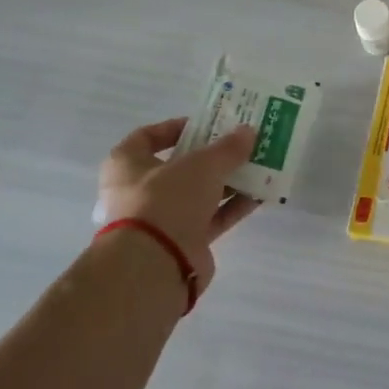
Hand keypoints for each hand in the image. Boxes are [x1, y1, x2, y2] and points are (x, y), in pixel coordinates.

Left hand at [96, 119, 260, 291]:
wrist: (156, 263)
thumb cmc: (166, 199)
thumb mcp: (202, 164)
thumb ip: (228, 148)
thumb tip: (249, 131)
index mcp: (127, 164)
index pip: (148, 136)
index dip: (177, 127)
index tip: (207, 124)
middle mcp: (140, 190)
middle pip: (181, 166)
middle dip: (214, 156)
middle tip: (242, 144)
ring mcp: (163, 218)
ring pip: (201, 192)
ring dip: (229, 180)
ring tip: (260, 166)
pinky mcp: (184, 241)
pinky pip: (213, 217)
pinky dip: (234, 206)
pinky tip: (261, 195)